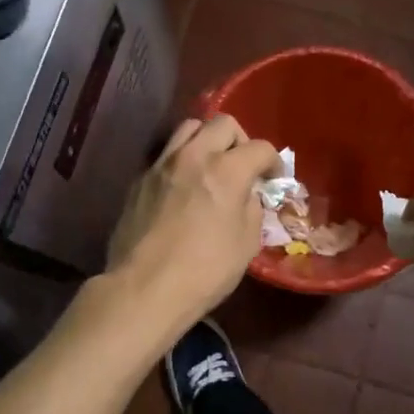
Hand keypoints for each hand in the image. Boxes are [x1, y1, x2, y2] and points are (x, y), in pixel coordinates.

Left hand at [105, 114, 279, 336]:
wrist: (144, 289)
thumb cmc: (205, 271)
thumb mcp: (246, 243)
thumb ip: (251, 208)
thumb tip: (247, 195)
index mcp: (226, 170)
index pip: (259, 148)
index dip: (273, 162)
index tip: (273, 178)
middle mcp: (193, 156)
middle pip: (223, 123)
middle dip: (240, 141)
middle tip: (243, 166)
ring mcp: (162, 164)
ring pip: (189, 128)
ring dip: (207, 141)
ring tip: (211, 167)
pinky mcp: (140, 180)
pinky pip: (167, 155)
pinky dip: (182, 161)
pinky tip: (184, 188)